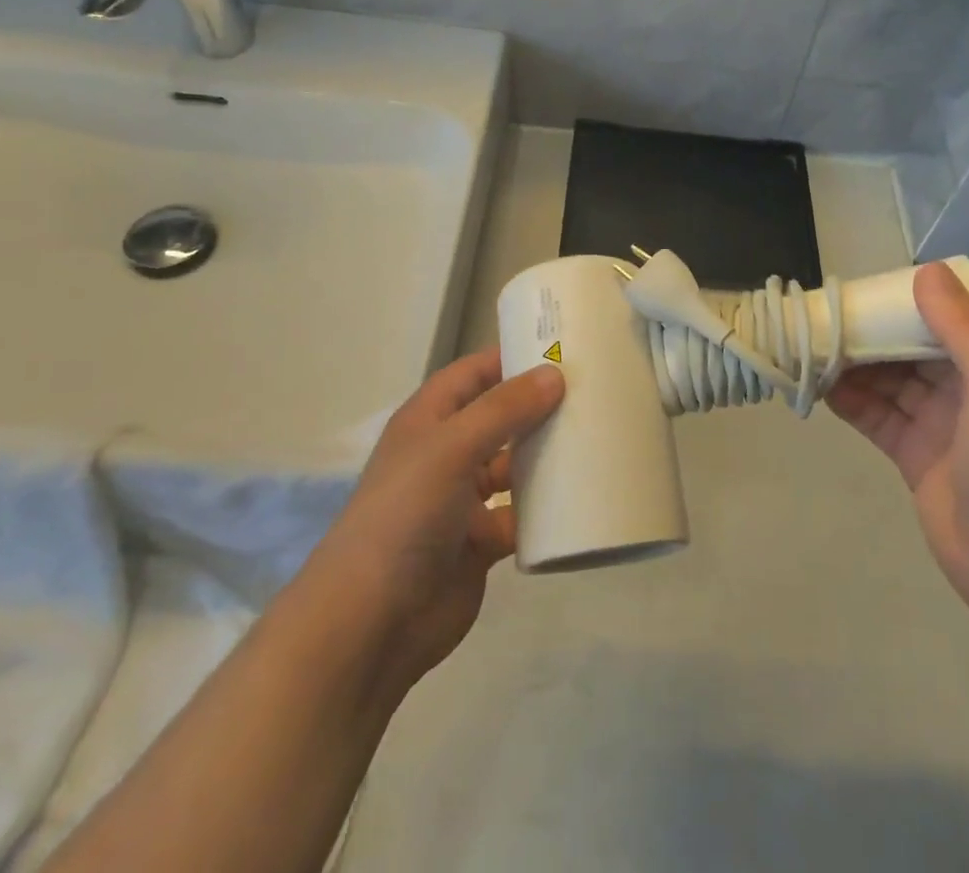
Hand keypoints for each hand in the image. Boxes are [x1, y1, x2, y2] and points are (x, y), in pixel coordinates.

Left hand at [307, 347, 563, 693]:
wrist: (372, 621)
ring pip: (513, 466)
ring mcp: (463, 500)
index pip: (474, 373)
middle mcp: (446, 452)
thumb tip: (555, 374)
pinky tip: (583, 497)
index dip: (511, 357)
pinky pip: (521, 516)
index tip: (564, 348)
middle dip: (539, 406)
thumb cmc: (406, 513)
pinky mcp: (481, 542)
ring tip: (597, 439)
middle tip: (594, 393)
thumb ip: (504, 409)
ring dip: (545, 456)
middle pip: (499, 417)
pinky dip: (546, 509)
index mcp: (429, 420)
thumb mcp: (452, 447)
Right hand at [828, 261, 968, 625]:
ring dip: (853, 364)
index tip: (859, 288)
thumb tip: (926, 270)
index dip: (901, 300)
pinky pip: (877, 416)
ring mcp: (940, 424)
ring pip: (889, 379)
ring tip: (809, 347)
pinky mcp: (915, 456)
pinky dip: (850, 400)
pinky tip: (820, 386)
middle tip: (819, 317)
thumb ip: (963, 327)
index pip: (944, 317)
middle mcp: (968, 387)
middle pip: (909, 347)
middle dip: (868, 331)